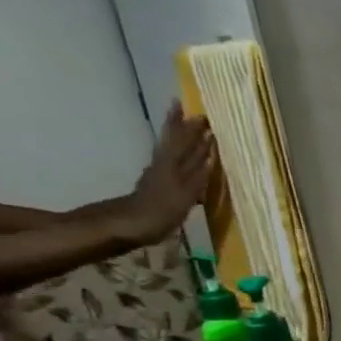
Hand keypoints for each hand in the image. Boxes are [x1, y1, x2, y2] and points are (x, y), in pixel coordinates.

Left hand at [120, 102, 214, 246]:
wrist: (129, 225)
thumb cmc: (159, 214)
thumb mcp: (182, 197)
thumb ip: (197, 178)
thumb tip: (211, 158)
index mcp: (173, 167)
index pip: (186, 144)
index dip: (195, 132)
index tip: (204, 116)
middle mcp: (167, 166)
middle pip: (179, 144)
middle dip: (188, 129)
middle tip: (197, 115)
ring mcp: (160, 174)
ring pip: (174, 151)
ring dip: (182, 139)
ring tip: (188, 127)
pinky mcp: (157, 183)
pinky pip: (171, 163)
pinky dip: (179, 157)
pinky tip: (186, 159)